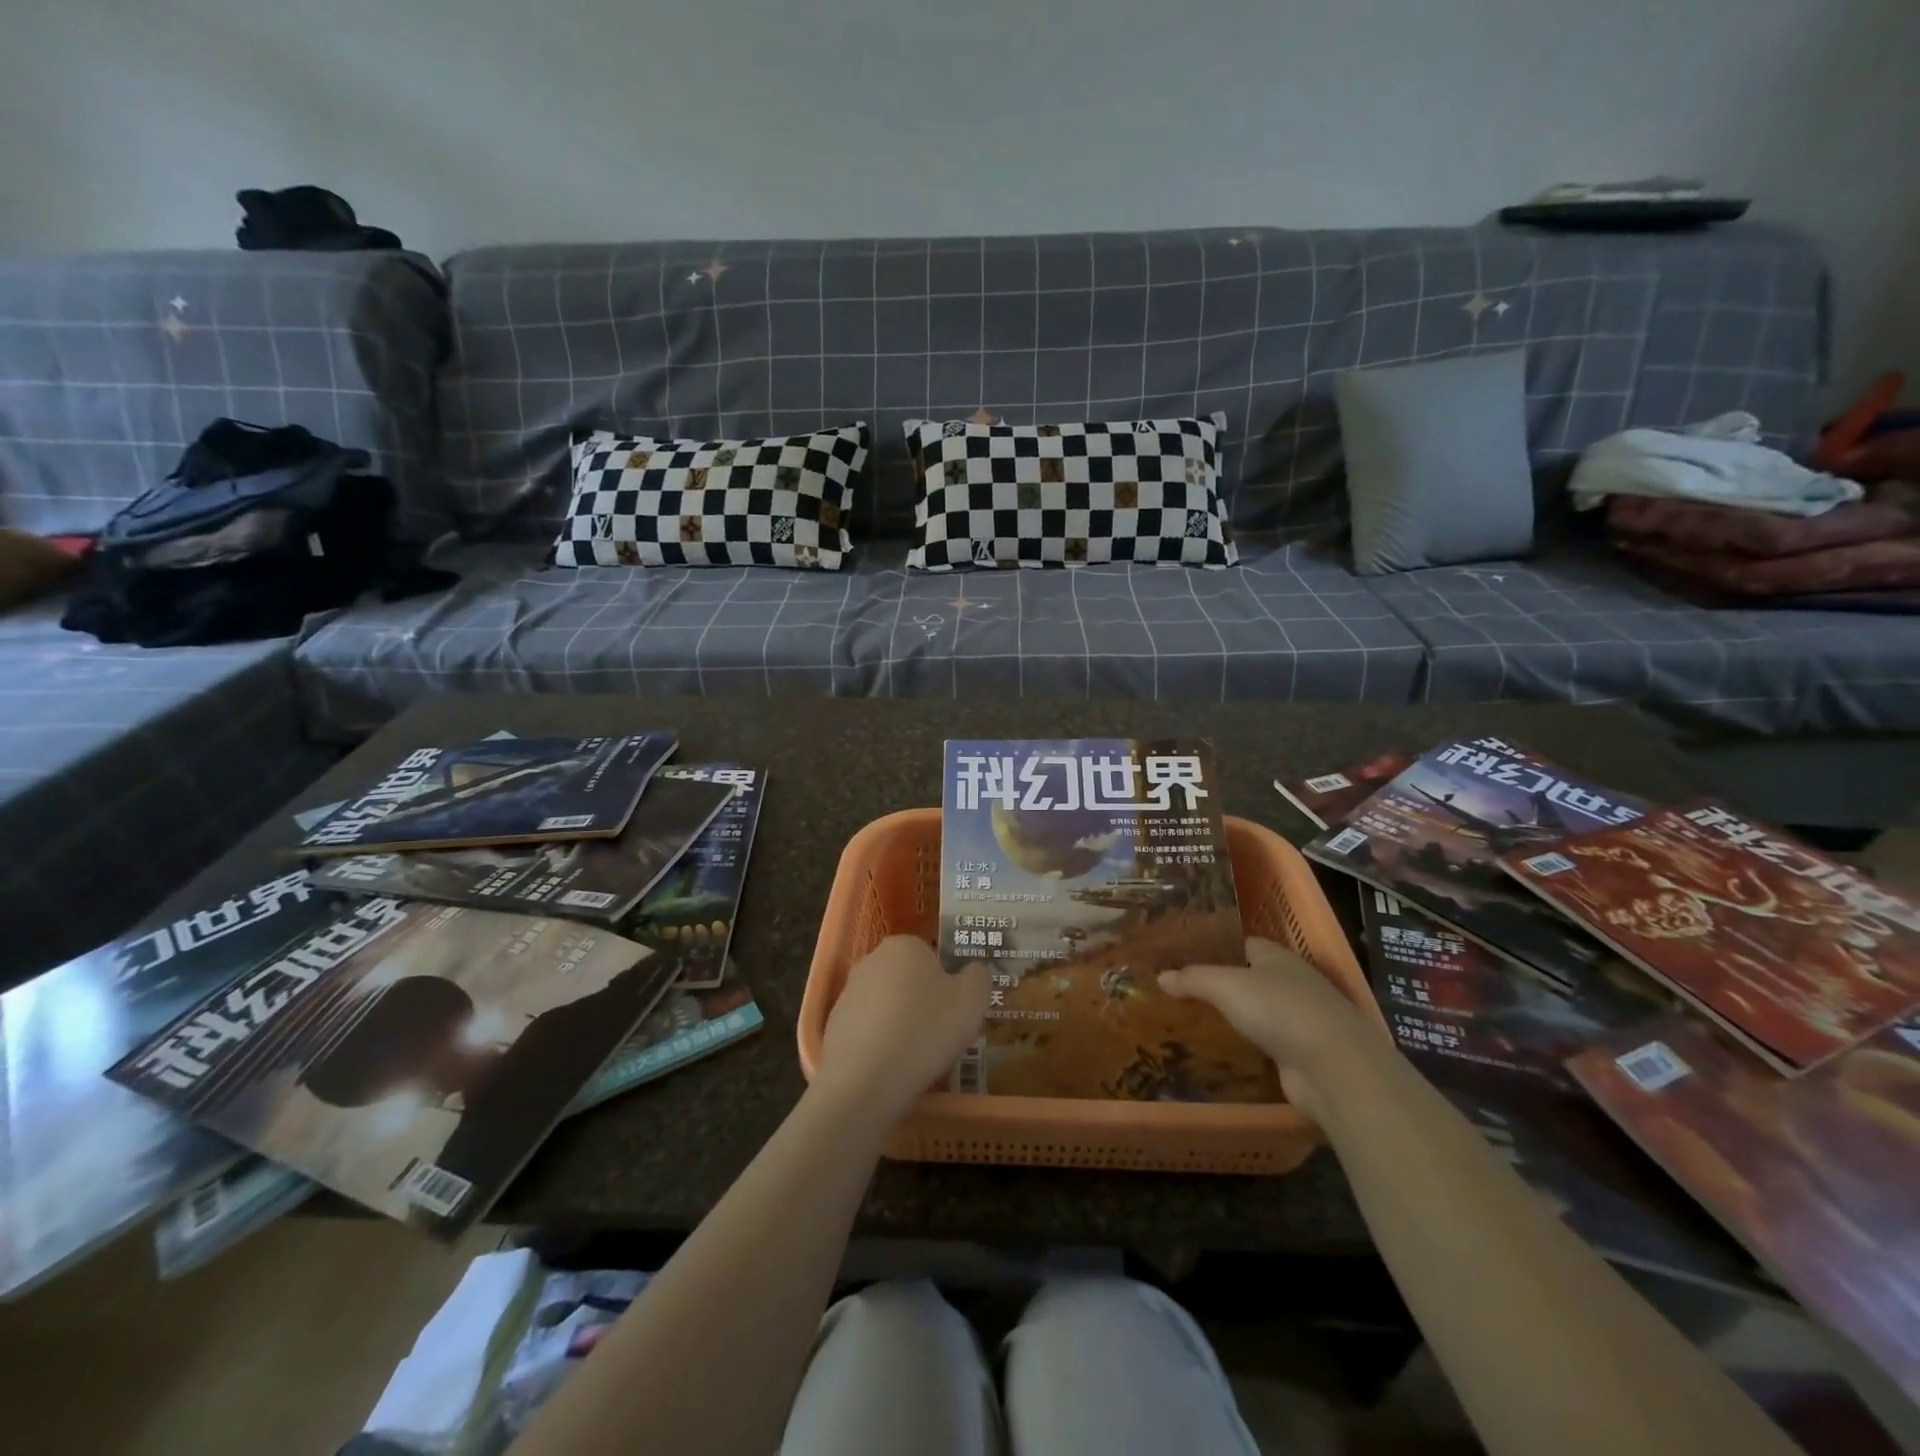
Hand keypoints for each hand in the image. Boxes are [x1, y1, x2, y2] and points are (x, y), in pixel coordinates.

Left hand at [814, 935, 989, 1122]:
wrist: (866, 1081)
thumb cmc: (926, 1030)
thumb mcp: (973, 1000)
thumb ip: (978, 976)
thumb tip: (973, 970)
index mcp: (904, 946)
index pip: (930, 956)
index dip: (945, 983)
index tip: (953, 1012)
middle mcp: (871, 960)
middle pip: (906, 978)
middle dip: (921, 1001)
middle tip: (938, 1034)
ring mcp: (848, 993)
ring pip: (885, 1004)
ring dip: (899, 1023)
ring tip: (914, 1056)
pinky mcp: (833, 1025)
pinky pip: (867, 1029)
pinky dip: (879, 1043)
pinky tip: (889, 1067)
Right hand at [1159, 937, 1378, 1117]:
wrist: (1334, 1067)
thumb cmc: (1280, 1009)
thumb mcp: (1226, 986)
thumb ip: (1193, 979)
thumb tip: (1161, 976)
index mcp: (1276, 957)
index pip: (1242, 945)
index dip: (1215, 949)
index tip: (1183, 958)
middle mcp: (1291, 984)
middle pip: (1249, 979)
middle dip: (1220, 985)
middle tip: (1180, 992)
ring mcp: (1299, 1021)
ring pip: (1257, 1014)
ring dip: (1233, 1019)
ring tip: (1193, 1023)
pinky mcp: (1301, 1055)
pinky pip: (1264, 1045)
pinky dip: (1246, 1047)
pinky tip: (1220, 1053)